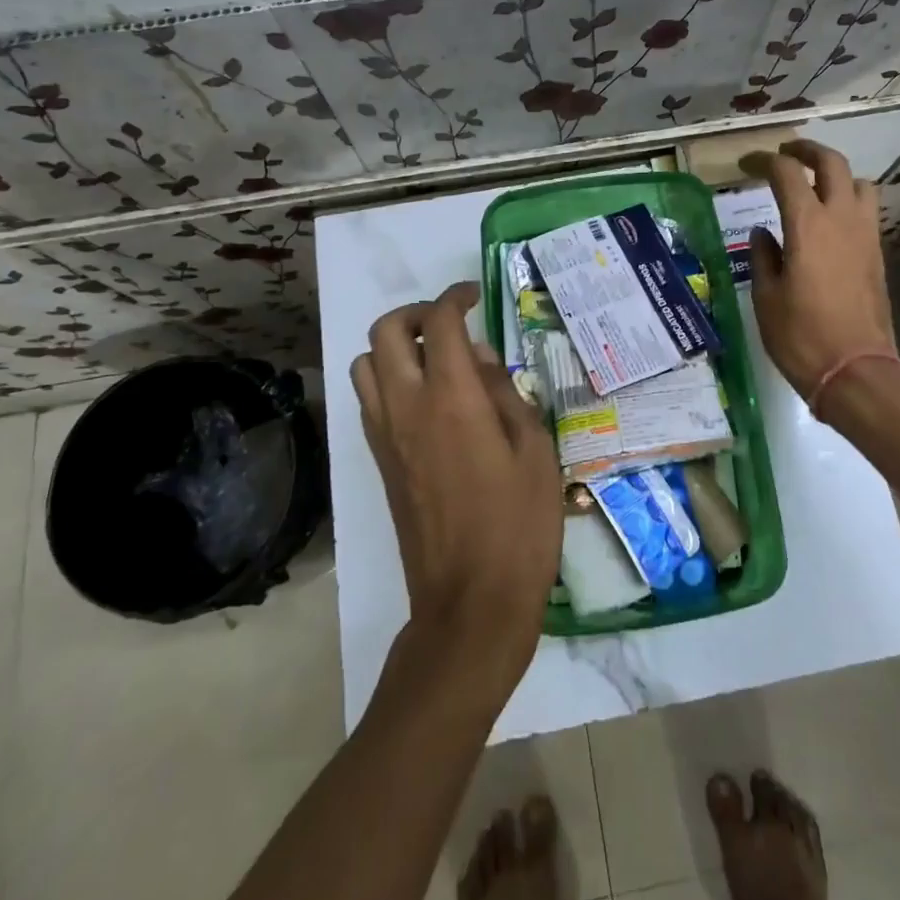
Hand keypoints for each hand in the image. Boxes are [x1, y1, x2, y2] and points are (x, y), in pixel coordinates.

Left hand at [351, 281, 561, 691]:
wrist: (470, 602)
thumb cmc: (518, 525)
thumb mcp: (534, 450)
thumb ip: (505, 393)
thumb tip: (481, 358)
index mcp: (452, 398)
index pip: (439, 322)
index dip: (455, 297)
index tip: (474, 297)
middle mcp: (407, 407)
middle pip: (385, 332)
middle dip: (415, 314)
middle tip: (450, 325)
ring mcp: (385, 436)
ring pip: (364, 365)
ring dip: (393, 348)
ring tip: (433, 361)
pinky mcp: (378, 463)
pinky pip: (368, 401)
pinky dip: (387, 381)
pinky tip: (426, 402)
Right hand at [737, 140, 899, 397]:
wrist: (856, 372)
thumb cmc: (801, 336)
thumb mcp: (766, 297)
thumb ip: (763, 256)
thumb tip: (763, 233)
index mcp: (808, 225)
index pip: (786, 173)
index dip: (764, 161)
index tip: (746, 164)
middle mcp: (842, 220)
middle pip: (831, 163)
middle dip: (806, 150)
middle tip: (785, 154)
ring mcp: (865, 236)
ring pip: (858, 183)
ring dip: (835, 175)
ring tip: (814, 187)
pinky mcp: (877, 256)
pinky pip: (866, 211)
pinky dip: (847, 201)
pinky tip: (828, 223)